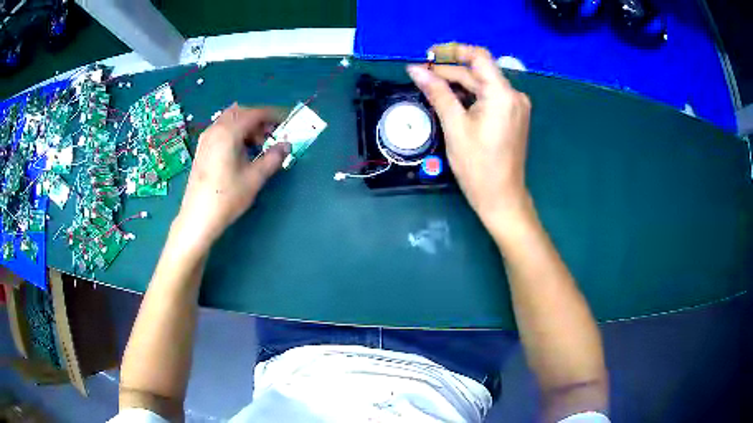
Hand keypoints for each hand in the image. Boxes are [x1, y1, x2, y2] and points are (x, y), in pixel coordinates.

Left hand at [174, 104, 289, 251]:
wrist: (198, 218)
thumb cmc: (227, 197)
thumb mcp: (254, 178)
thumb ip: (273, 158)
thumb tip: (286, 145)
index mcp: (228, 132)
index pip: (255, 113)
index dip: (274, 115)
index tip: (288, 121)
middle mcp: (215, 129)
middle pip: (242, 112)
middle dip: (260, 119)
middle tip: (274, 134)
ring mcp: (206, 138)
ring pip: (230, 120)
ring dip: (247, 126)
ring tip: (260, 144)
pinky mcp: (202, 148)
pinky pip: (222, 130)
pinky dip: (236, 132)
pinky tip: (242, 150)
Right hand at [407, 44, 532, 228]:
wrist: (501, 198)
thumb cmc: (478, 166)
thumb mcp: (455, 127)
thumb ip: (437, 93)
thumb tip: (415, 69)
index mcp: (503, 94)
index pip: (479, 56)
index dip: (453, 51)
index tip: (429, 55)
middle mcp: (514, 95)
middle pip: (478, 72)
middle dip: (449, 72)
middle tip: (420, 76)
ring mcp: (515, 106)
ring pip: (482, 85)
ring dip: (457, 84)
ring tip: (430, 88)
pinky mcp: (512, 116)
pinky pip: (489, 98)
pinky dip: (469, 96)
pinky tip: (450, 100)